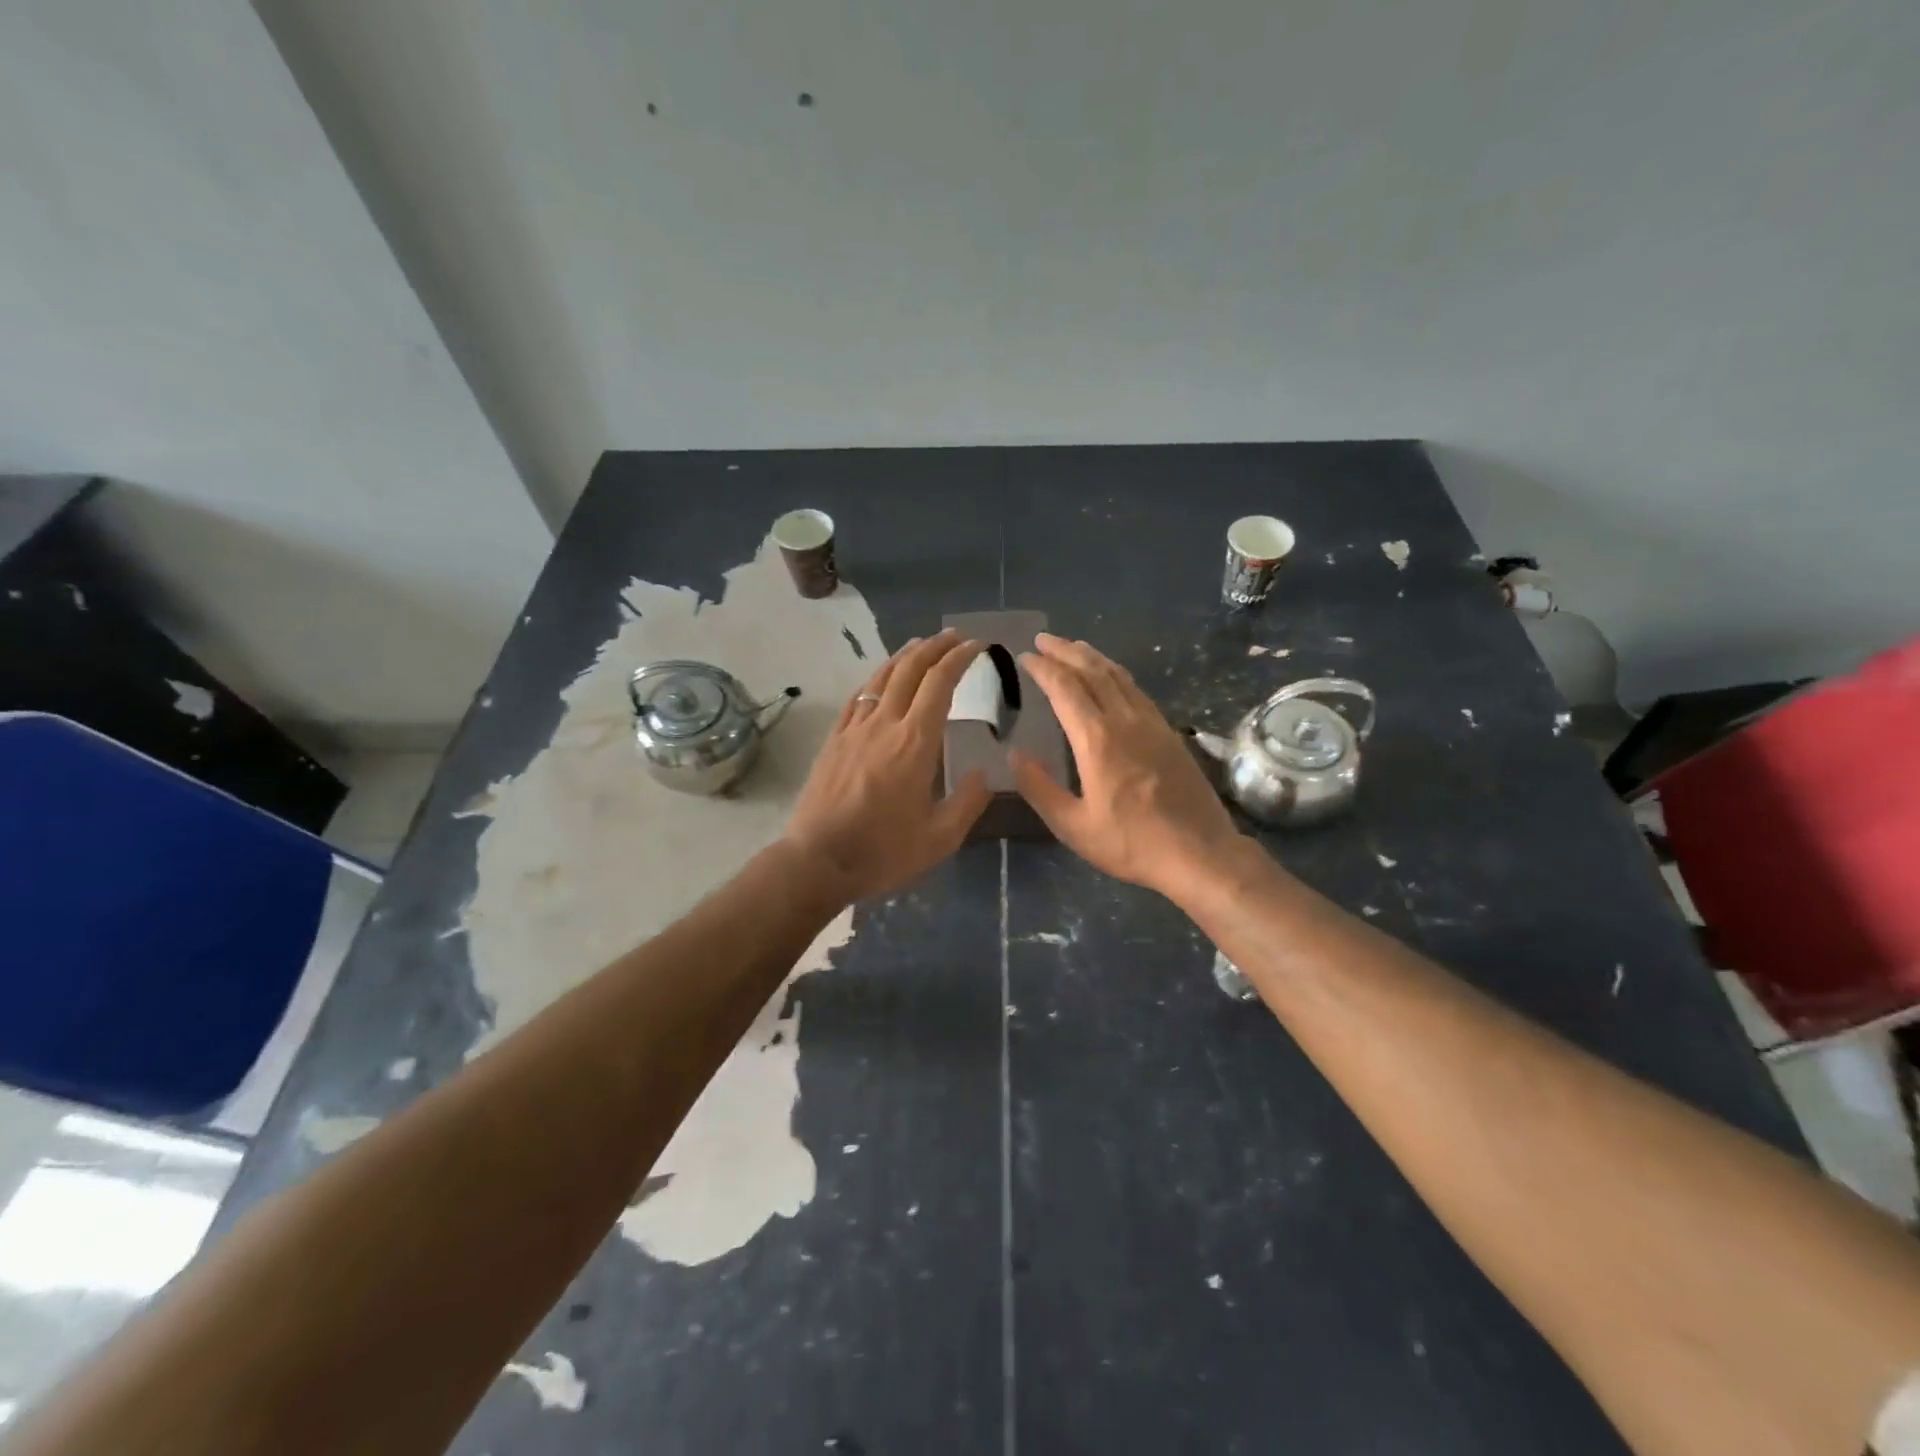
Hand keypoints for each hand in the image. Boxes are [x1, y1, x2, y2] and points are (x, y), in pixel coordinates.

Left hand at [783, 629, 993, 903]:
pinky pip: (857, 697)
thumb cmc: (883, 852)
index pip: (940, 684)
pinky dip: (876, 679)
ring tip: (921, 646)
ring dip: (905, 656)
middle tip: (955, 636)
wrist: (817, 861)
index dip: (960, 659)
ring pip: (881, 677)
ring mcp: (854, 729)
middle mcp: (884, 724)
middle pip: (910, 670)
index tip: (977, 646)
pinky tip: (880, 680)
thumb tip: (982, 775)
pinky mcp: (834, 740)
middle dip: (935, 646)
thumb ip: (967, 802)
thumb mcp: (940, 838)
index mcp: (915, 742)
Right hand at [1011, 634, 1242, 900]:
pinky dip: (1116, 674)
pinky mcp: (1169, 732)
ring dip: (1092, 656)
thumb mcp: (1073, 826)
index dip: (1043, 668)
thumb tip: (1014, 755)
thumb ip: (1040, 788)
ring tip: (1073, 646)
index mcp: (1097, 739)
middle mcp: (1125, 720)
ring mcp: (1152, 723)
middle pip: (1093, 671)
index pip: (1065, 688)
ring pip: (1119, 676)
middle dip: (1065, 651)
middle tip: (1043, 639)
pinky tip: (1112, 677)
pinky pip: (1137, 690)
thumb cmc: (1131, 843)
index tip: (1025, 656)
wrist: (1200, 853)